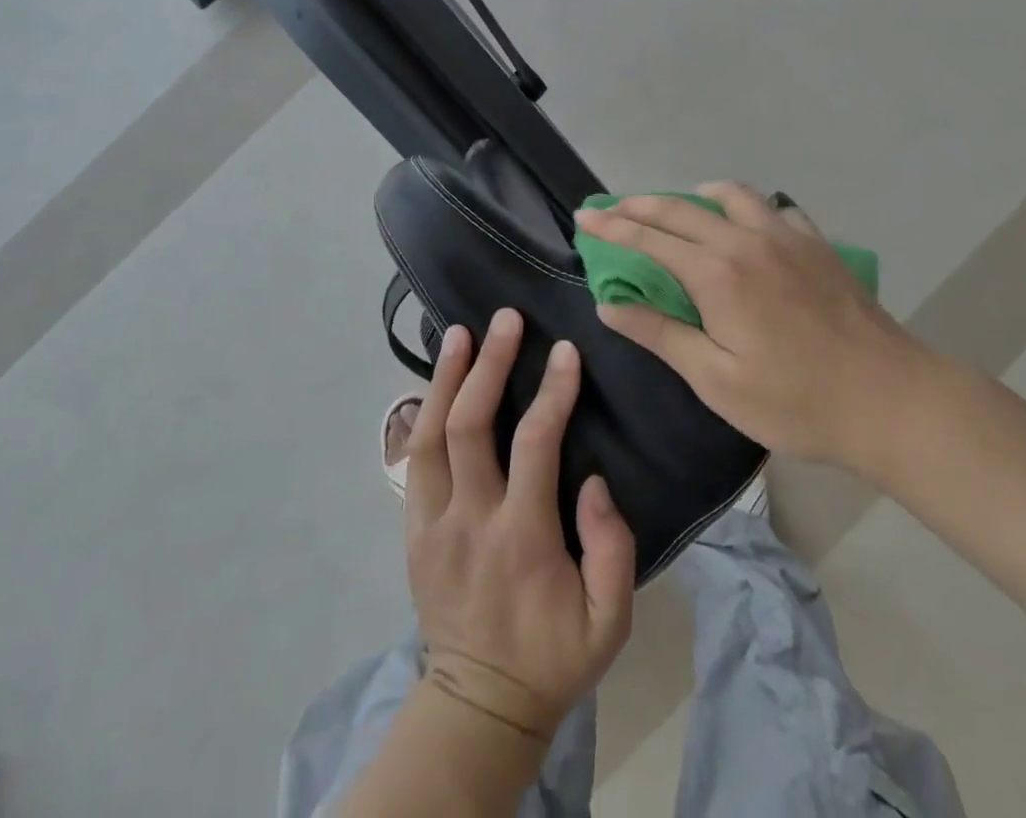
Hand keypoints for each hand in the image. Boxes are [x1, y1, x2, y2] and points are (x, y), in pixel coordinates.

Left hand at [404, 309, 635, 742]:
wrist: (480, 706)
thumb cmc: (554, 655)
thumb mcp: (610, 620)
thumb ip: (612, 547)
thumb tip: (593, 479)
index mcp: (521, 538)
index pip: (534, 444)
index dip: (552, 392)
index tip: (565, 351)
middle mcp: (469, 520)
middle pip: (469, 425)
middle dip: (489, 364)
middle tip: (506, 319)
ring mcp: (432, 523)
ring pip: (429, 435)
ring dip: (446, 378)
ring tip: (460, 333)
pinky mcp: (413, 530)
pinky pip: (413, 460)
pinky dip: (423, 413)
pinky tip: (436, 382)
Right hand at [575, 181, 929, 472]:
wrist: (889, 399)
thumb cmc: (796, 400)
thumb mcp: (716, 380)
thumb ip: (661, 335)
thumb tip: (610, 305)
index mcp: (717, 273)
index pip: (649, 239)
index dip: (612, 227)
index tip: (583, 217)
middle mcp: (747, 240)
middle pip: (681, 208)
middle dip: (639, 205)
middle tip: (611, 207)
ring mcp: (787, 235)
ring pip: (731, 195)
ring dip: (694, 197)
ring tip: (677, 212)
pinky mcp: (817, 243)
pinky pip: (773, 208)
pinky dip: (746, 209)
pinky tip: (747, 229)